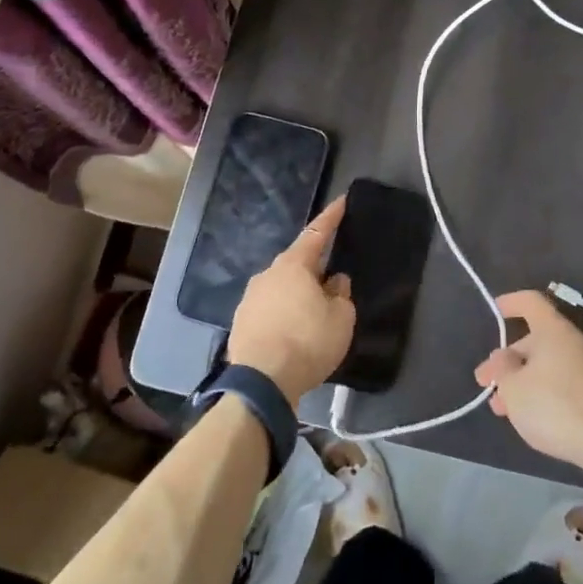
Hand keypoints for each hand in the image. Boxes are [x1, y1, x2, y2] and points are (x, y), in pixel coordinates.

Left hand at [227, 197, 356, 405]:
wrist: (260, 383)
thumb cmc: (307, 342)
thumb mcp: (340, 319)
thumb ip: (341, 294)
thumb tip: (333, 281)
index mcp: (293, 265)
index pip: (316, 233)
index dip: (331, 217)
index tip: (342, 201)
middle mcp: (267, 274)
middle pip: (296, 263)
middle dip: (314, 269)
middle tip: (332, 283)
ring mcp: (250, 298)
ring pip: (281, 288)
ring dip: (297, 295)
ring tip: (312, 315)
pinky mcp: (240, 323)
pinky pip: (269, 310)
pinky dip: (283, 315)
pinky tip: (292, 333)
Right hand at [474, 290, 582, 463]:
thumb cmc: (555, 407)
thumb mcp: (513, 389)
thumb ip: (502, 369)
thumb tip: (505, 358)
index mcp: (555, 330)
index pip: (531, 302)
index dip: (512, 303)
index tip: (497, 309)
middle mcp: (580, 341)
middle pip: (540, 340)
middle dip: (512, 362)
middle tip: (490, 385)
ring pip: (554, 365)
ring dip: (528, 381)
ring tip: (508, 409)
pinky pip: (572, 383)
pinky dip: (551, 392)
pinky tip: (538, 417)